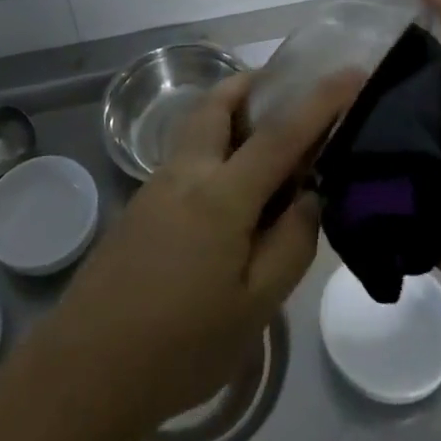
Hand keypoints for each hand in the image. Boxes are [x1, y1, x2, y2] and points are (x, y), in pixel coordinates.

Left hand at [48, 70, 357, 425]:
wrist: (89, 366)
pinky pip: (186, 155)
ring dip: (230, 114)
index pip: (279, 134)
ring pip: (197, 126)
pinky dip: (214, 147)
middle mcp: (186, 173)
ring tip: (268, 142)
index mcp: (221, 195)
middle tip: (287, 92)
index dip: (319, 101)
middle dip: (252, 85)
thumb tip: (309, 196)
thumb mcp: (256, 307)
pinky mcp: (141, 204)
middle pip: (218, 104)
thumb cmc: (182, 344)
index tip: (351, 73)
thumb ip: (291, 244)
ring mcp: (156, 185)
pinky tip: (231, 191)